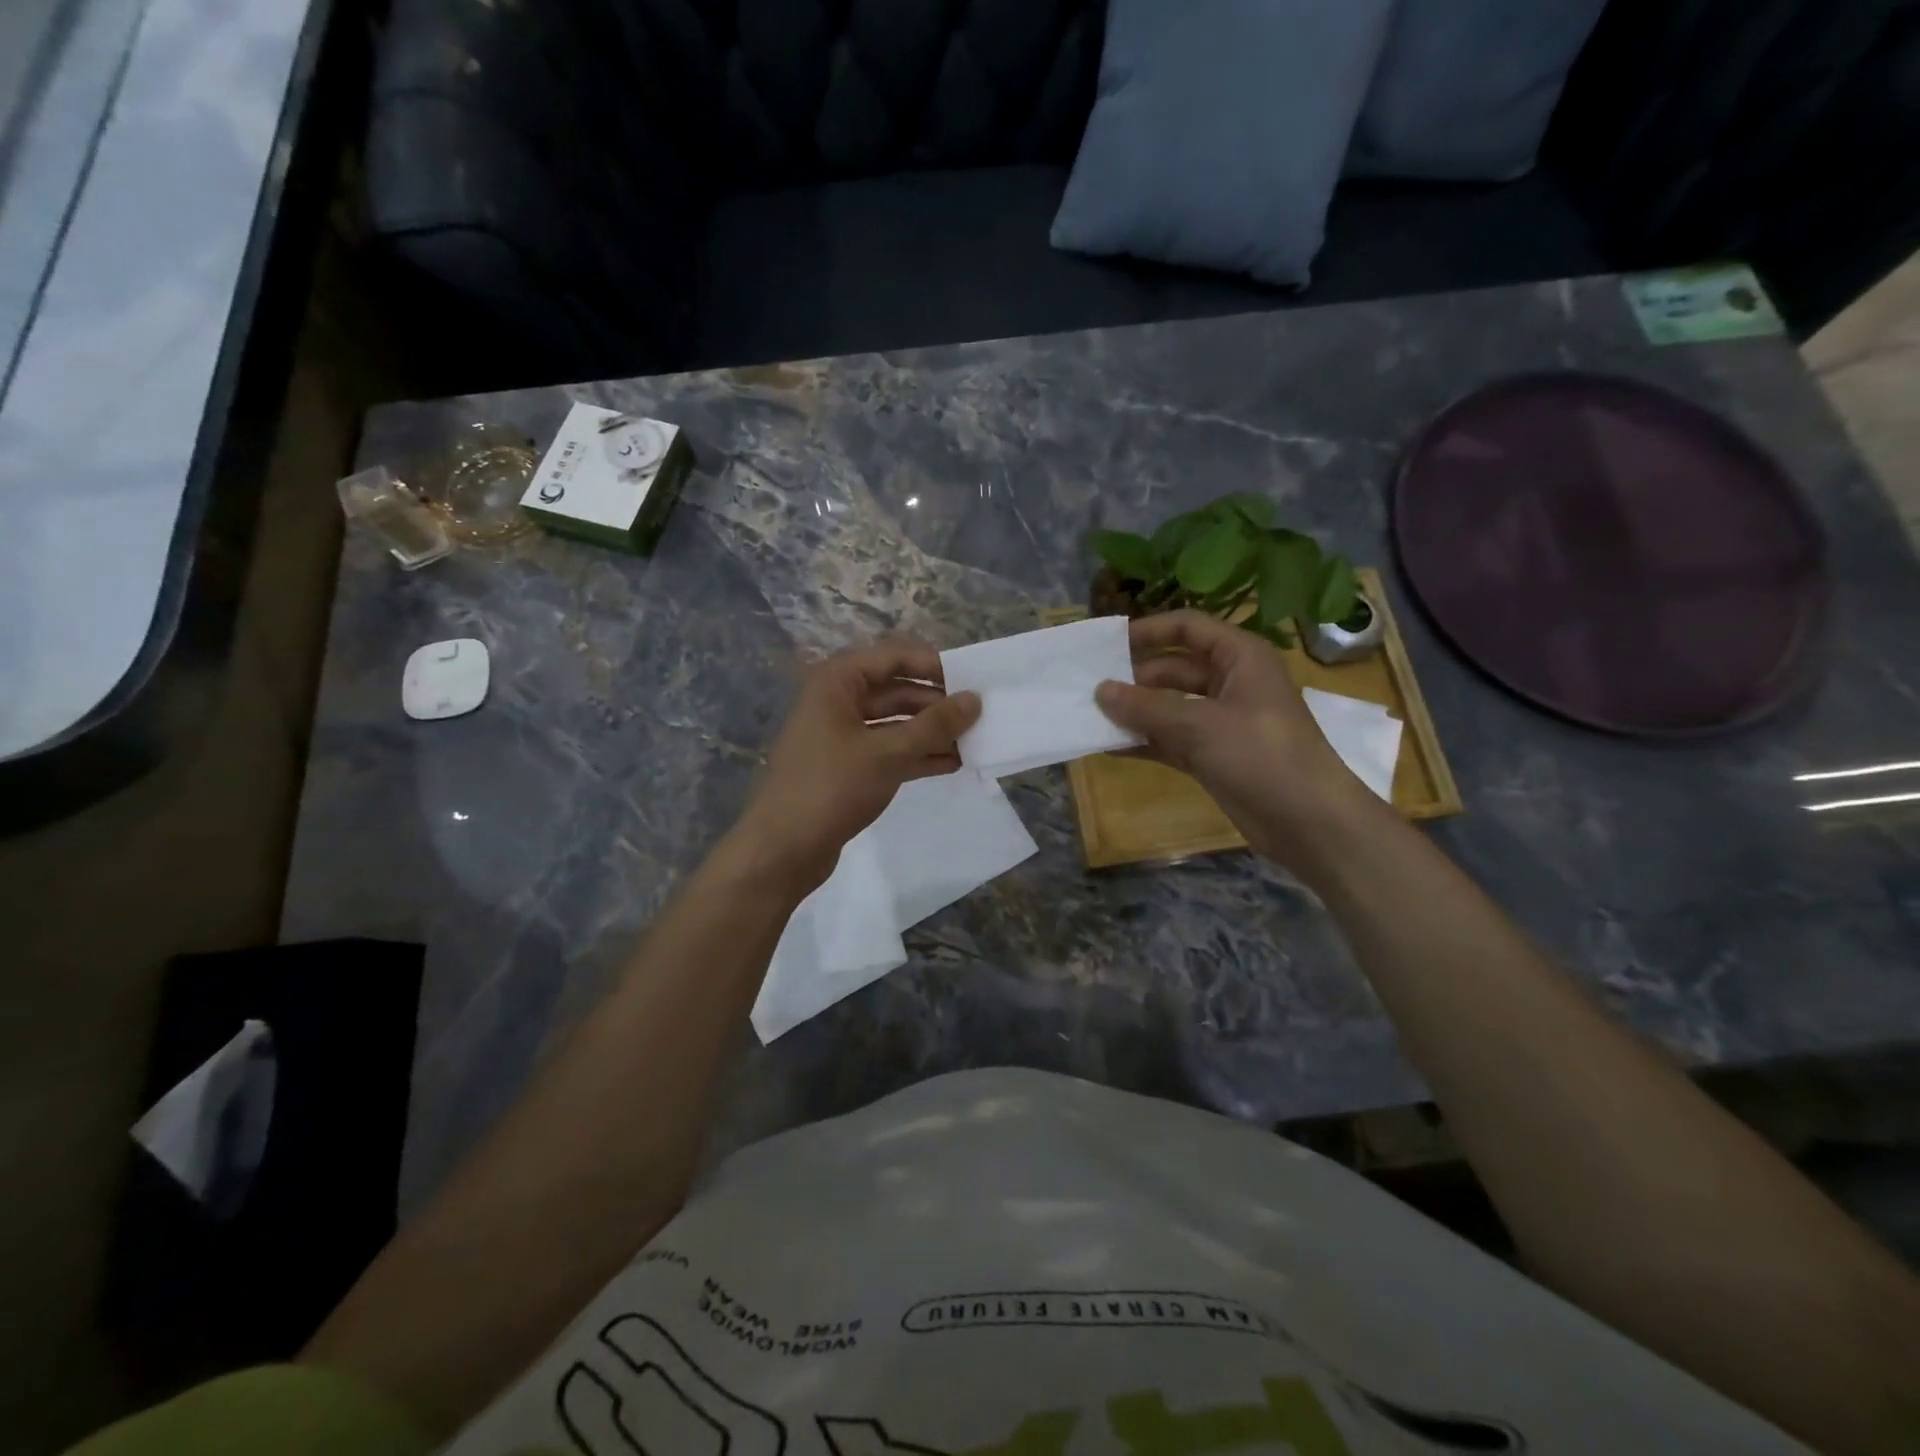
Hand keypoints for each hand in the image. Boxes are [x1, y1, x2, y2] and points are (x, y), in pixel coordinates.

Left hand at [731, 640, 980, 894]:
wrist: (783, 849)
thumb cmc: (832, 787)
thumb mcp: (888, 753)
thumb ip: (935, 725)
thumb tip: (975, 699)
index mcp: (838, 681)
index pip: (895, 657)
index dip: (934, 666)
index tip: (973, 682)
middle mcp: (838, 700)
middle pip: (897, 690)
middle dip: (937, 704)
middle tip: (981, 716)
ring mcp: (842, 735)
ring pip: (896, 723)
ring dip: (932, 732)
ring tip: (975, 742)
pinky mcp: (848, 766)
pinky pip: (890, 750)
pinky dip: (918, 755)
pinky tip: (953, 764)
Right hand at [1094, 611, 1382, 873]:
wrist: (1308, 821)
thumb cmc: (1261, 755)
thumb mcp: (1200, 725)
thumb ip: (1146, 707)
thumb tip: (1100, 690)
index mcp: (1240, 657)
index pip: (1188, 628)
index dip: (1148, 631)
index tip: (1107, 645)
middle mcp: (1231, 682)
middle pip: (1173, 667)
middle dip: (1134, 677)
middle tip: (1089, 687)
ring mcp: (1221, 721)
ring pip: (1169, 705)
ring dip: (1135, 711)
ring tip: (1090, 715)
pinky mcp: (1213, 755)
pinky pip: (1171, 739)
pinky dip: (1145, 741)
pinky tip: (1109, 746)